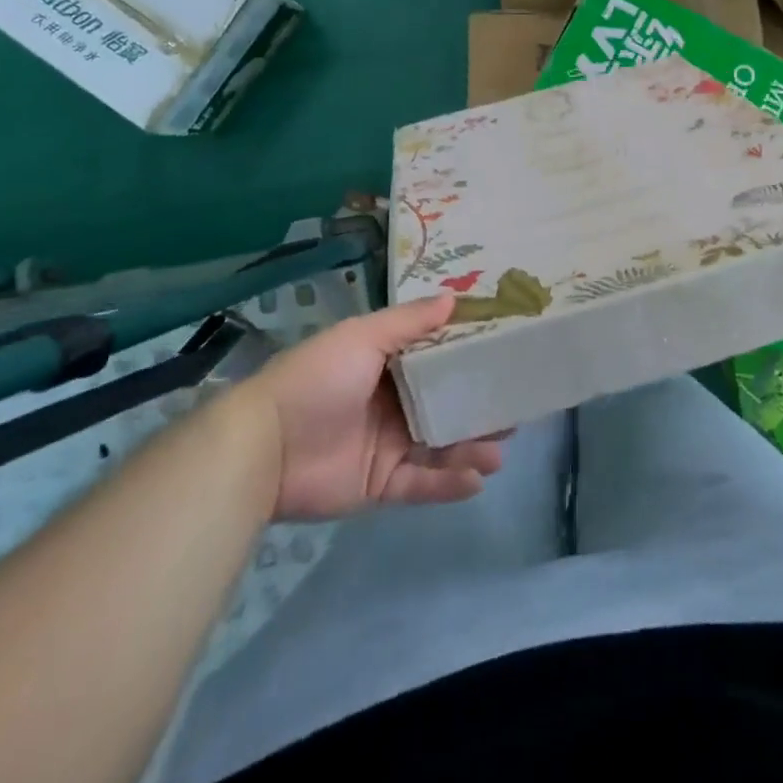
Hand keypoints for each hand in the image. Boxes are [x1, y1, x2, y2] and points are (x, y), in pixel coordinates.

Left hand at [248, 293, 505, 520]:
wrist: (266, 446)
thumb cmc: (318, 378)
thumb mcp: (364, 336)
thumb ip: (410, 322)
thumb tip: (453, 298)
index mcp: (386, 364)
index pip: (436, 359)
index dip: (469, 357)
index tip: (506, 355)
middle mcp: (391, 403)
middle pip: (444, 405)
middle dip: (479, 408)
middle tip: (516, 411)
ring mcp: (386, 446)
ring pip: (439, 446)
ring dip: (471, 447)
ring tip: (501, 450)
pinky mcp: (379, 485)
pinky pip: (421, 484)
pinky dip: (448, 484)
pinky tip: (477, 479)